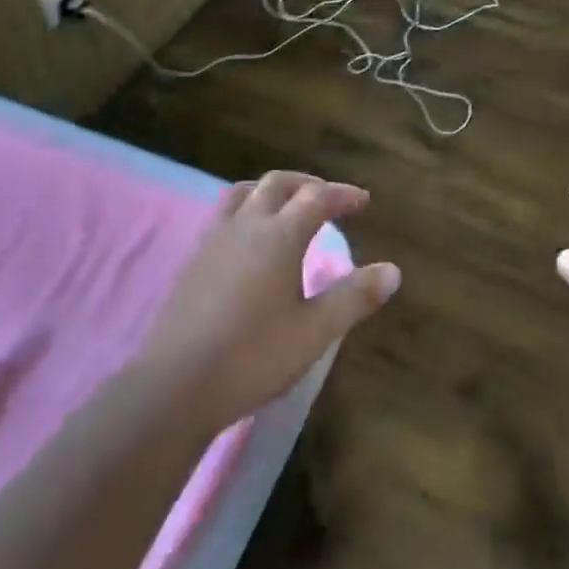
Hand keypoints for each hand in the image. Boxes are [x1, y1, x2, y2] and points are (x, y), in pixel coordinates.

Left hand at [140, 171, 399, 431]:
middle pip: (279, 184)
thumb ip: (354, 298)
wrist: (175, 384)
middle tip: (329, 198)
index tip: (362, 201)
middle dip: (308, 184)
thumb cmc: (252, 357)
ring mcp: (214, 238)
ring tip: (288, 206)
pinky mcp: (193, 258)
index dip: (342, 194)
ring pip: (245, 192)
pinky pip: (224, 213)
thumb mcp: (314, 333)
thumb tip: (393, 270)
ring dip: (273, 190)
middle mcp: (246, 225)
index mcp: (279, 236)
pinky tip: (249, 239)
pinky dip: (247, 208)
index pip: (316, 197)